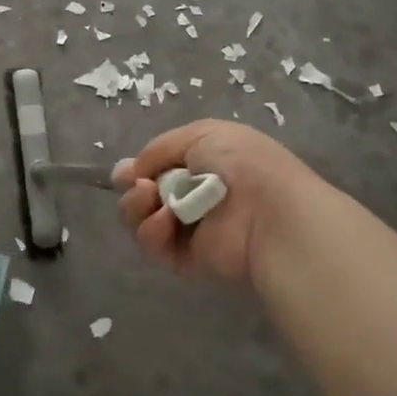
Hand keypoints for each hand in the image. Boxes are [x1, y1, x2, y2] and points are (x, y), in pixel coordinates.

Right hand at [114, 120, 317, 282]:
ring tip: (150, 198)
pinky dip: (152, 232)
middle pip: (141, 196)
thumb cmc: (240, 163)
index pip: (156, 169)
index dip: (137, 169)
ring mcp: (188, 230)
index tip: (129, 171)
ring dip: (137, 207)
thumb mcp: (200, 135)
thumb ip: (158, 149)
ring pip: (141, 220)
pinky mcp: (185, 260)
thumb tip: (130, 171)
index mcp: (201, 165)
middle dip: (133, 188)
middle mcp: (192, 197)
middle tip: (140, 185)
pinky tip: (165, 221)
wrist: (267, 210)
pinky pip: (154, 245)